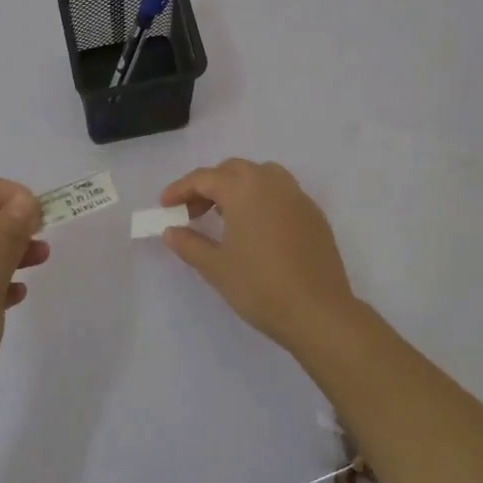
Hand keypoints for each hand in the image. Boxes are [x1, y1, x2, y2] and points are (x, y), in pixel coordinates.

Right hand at [159, 159, 361, 352]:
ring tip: (224, 217)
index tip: (164, 206)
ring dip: (238, 188)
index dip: (180, 190)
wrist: (318, 312)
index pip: (204, 178)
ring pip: (261, 176)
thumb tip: (171, 231)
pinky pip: (281, 193)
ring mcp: (297, 196)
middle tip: (192, 213)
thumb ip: (189, 244)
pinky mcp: (314, 214)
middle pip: (233, 170)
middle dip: (208, 186)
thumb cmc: (260, 286)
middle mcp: (271, 182)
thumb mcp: (216, 267)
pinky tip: (256, 229)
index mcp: (244, 188)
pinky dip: (261, 200)